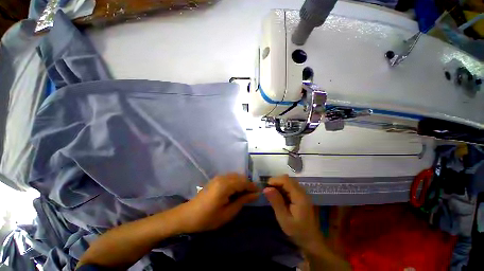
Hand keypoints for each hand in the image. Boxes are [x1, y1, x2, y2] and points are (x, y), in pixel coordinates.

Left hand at [174, 173, 258, 232]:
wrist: (188, 215)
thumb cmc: (208, 218)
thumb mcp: (228, 213)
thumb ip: (243, 201)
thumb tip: (256, 194)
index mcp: (225, 185)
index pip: (244, 182)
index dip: (253, 187)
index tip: (259, 193)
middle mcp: (223, 177)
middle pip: (240, 177)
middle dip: (248, 184)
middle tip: (252, 195)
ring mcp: (218, 177)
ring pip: (236, 176)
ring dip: (242, 183)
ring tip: (245, 194)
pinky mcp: (216, 179)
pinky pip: (230, 177)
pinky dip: (236, 182)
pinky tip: (236, 191)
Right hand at [263, 175, 323, 251]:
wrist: (311, 240)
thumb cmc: (297, 231)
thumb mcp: (284, 218)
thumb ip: (276, 202)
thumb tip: (266, 188)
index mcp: (299, 196)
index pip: (286, 180)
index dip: (275, 180)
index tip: (266, 187)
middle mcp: (302, 191)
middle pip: (287, 179)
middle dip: (276, 182)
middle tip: (268, 191)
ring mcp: (302, 193)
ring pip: (288, 182)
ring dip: (279, 185)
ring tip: (272, 194)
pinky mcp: (301, 196)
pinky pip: (290, 187)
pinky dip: (282, 189)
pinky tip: (279, 197)